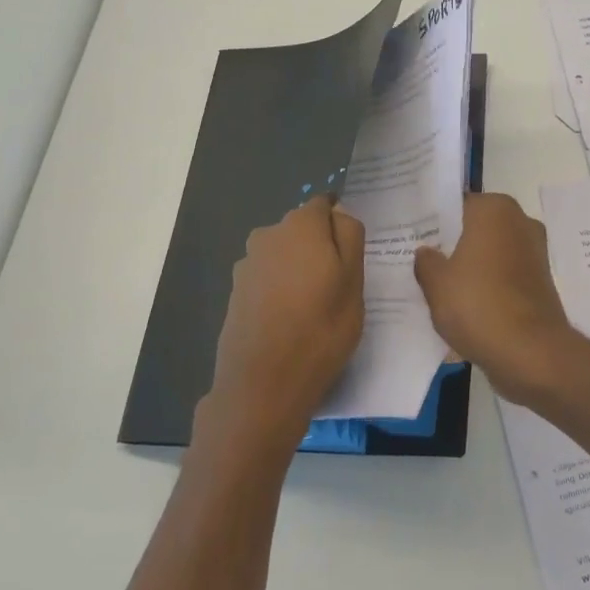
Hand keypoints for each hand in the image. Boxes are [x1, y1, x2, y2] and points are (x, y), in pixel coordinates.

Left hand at [200, 197, 364, 456]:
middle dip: (320, 248)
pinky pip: (268, 280)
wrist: (262, 385)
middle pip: (302, 230)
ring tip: (315, 308)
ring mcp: (246, 265)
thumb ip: (349, 236)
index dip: (340, 226)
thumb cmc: (320, 329)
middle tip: (339, 286)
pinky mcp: (236, 294)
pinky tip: (291, 321)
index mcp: (300, 225)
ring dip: (299, 271)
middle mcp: (267, 235)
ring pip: (284, 256)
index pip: (325, 205)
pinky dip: (281, 291)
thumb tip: (339, 212)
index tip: (352, 256)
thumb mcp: (353, 281)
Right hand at [414, 193, 577, 406]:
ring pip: (491, 253)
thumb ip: (426, 262)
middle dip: (453, 243)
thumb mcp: (436, 283)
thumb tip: (426, 252)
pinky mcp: (541, 282)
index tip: (415, 237)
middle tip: (422, 261)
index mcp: (495, 210)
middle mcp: (520, 222)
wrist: (530, 352)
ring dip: (471, 266)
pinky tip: (465, 305)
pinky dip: (488, 285)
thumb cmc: (478, 305)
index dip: (434, 220)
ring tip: (440, 286)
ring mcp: (535, 252)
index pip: (457, 204)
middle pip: (476, 228)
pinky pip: (505, 275)